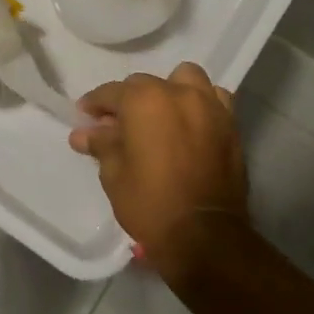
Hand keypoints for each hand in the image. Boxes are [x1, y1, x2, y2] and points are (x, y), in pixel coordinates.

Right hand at [68, 61, 247, 278]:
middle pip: (146, 84)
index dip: (95, 104)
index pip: (112, 92)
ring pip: (186, 80)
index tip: (85, 116)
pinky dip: (200, 104)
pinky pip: (214, 99)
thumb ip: (101, 144)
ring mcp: (209, 106)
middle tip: (118, 125)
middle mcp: (179, 93)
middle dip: (129, 100)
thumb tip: (84, 133)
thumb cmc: (150, 202)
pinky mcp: (230, 124)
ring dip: (170, 91)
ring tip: (161, 115)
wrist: (204, 234)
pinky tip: (191, 123)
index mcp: (145, 100)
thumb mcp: (114, 174)